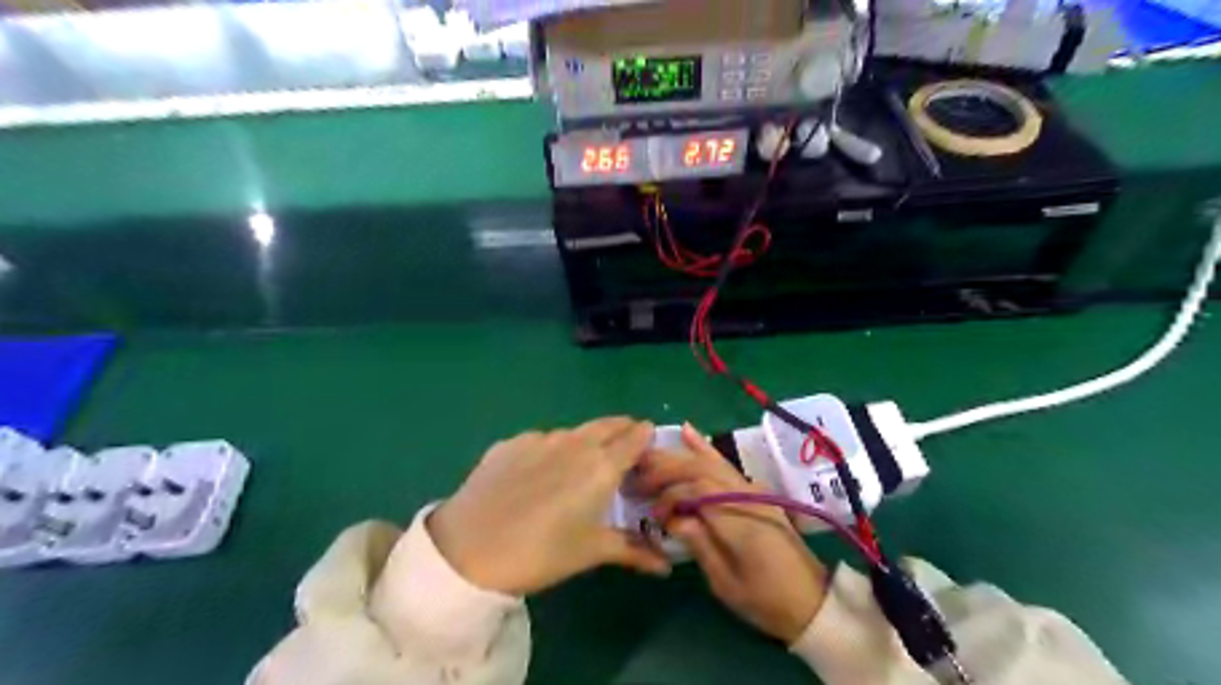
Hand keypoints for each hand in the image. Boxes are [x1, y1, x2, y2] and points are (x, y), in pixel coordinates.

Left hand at [429, 415, 672, 596]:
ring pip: (574, 432)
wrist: (468, 548)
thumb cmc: (541, 553)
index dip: (646, 439)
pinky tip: (537, 475)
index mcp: (602, 465)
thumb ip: (632, 550)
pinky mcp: (511, 442)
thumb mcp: (590, 552)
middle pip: (609, 424)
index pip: (636, 436)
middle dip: (622, 432)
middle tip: (624, 452)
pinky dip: (551, 450)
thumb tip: (666, 566)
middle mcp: (575, 442)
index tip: (648, 452)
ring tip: (579, 467)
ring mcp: (540, 438)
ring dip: (586, 442)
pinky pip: (541, 440)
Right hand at [640, 423, 830, 642]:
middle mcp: (746, 496)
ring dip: (678, 457)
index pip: (696, 489)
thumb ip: (699, 543)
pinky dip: (704, 448)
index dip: (668, 495)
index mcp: (739, 520)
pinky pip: (725, 465)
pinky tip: (687, 431)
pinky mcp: (754, 491)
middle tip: (637, 478)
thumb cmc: (765, 601)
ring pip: (710, 462)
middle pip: (700, 469)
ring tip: (648, 454)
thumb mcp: (726, 583)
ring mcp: (753, 490)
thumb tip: (671, 516)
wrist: (811, 601)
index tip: (652, 515)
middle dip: (665, 469)